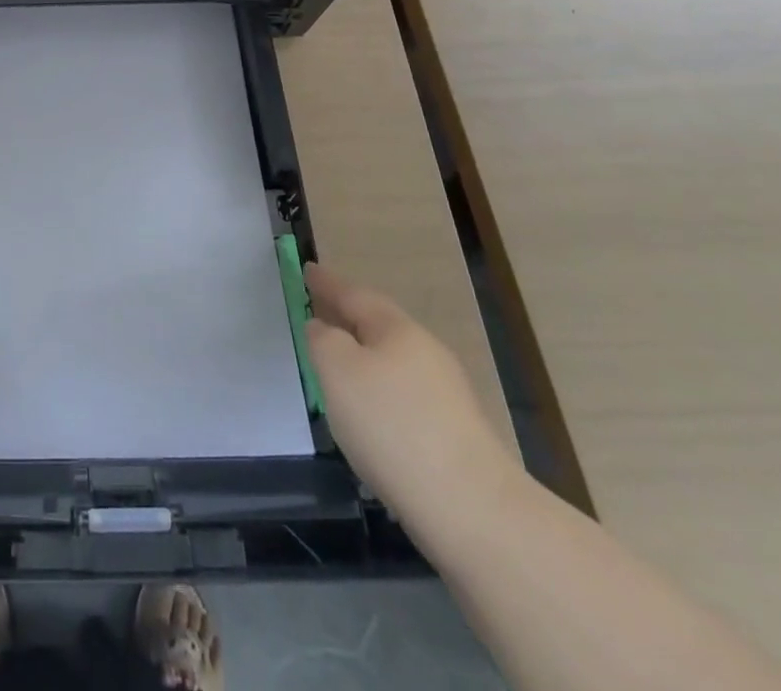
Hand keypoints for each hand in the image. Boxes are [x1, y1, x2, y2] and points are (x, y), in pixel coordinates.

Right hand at [305, 264, 521, 538]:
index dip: (326, 283)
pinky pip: (404, 395)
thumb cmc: (392, 426)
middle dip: (347, 317)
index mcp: (397, 329)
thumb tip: (323, 328)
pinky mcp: (454, 435)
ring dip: (363, 356)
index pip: (354, 294)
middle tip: (318, 312)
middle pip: (378, 325)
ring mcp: (446, 395)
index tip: (307, 269)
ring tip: (337, 365)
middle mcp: (426, 352)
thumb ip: (322, 339)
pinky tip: (368, 413)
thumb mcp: (337, 370)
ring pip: (393, 361)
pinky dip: (379, 391)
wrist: (473, 511)